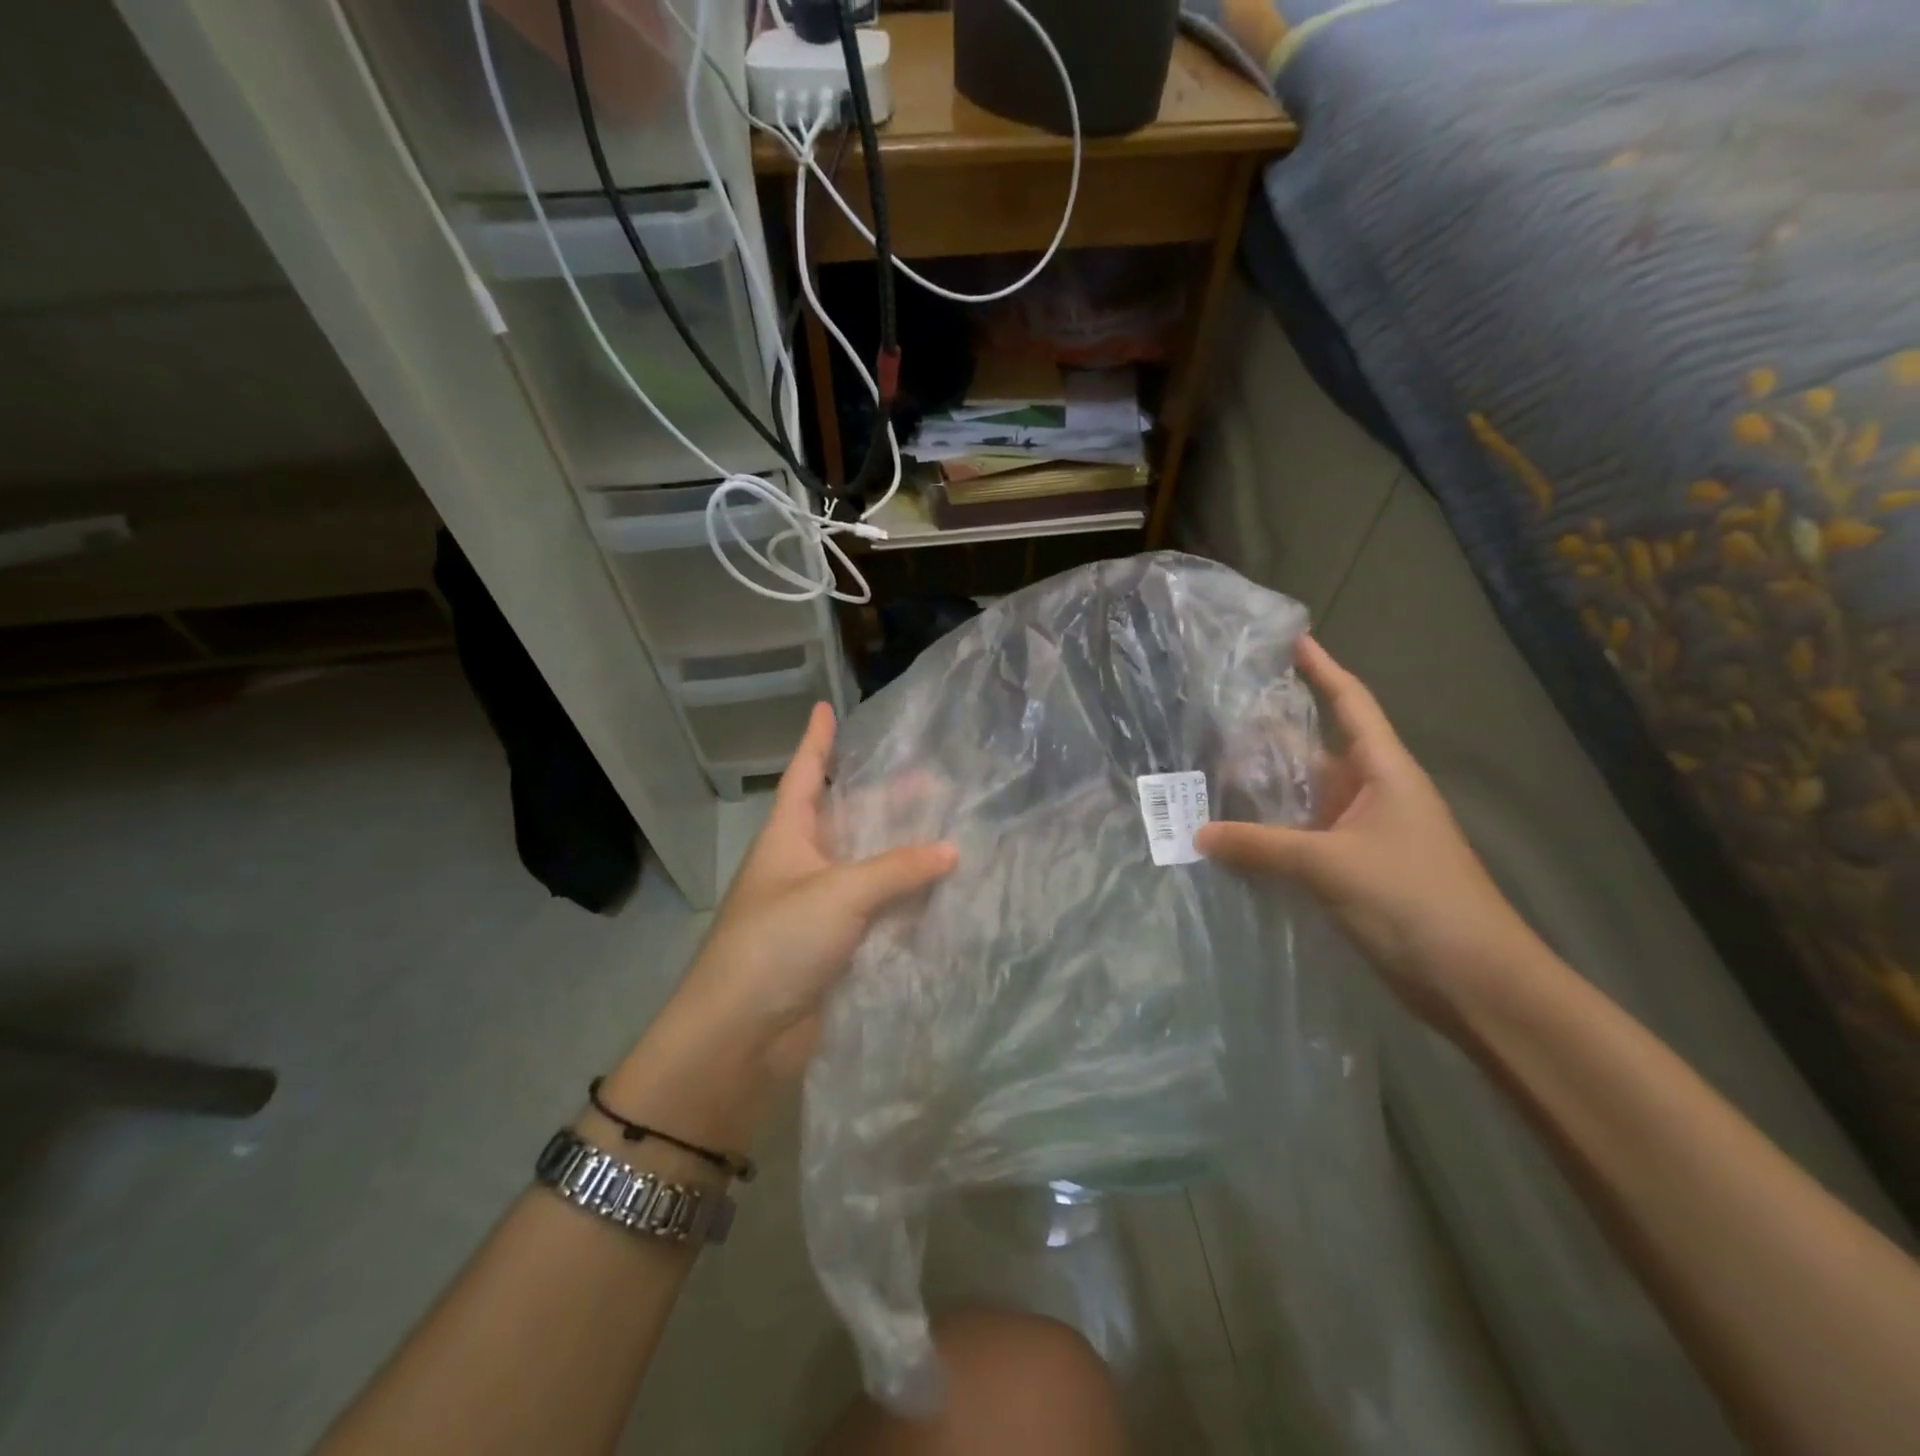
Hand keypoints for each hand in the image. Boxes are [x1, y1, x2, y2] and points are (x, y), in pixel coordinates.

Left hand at [640, 704, 957, 1101]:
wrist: (740, 1037)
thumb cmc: (778, 942)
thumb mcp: (840, 893)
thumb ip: (898, 869)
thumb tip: (951, 850)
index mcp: (788, 837)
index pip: (804, 775)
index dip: (817, 741)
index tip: (826, 707)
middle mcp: (802, 865)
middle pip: (848, 819)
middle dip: (885, 798)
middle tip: (933, 779)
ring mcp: (819, 909)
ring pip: (868, 867)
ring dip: (902, 852)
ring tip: (950, 829)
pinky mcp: (835, 948)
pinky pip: (877, 912)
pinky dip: (905, 900)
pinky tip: (940, 891)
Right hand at [1195, 637, 1537, 1029]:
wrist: (1474, 980)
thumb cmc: (1413, 900)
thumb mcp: (1331, 865)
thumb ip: (1261, 846)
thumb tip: (1198, 834)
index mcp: (1384, 773)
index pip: (1351, 704)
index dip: (1324, 669)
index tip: (1293, 639)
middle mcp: (1373, 795)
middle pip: (1316, 751)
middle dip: (1271, 734)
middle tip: (1216, 715)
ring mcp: (1363, 836)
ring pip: (1305, 799)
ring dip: (1264, 790)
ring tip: (1209, 771)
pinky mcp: (1354, 872)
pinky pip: (1302, 839)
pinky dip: (1270, 834)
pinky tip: (1233, 835)